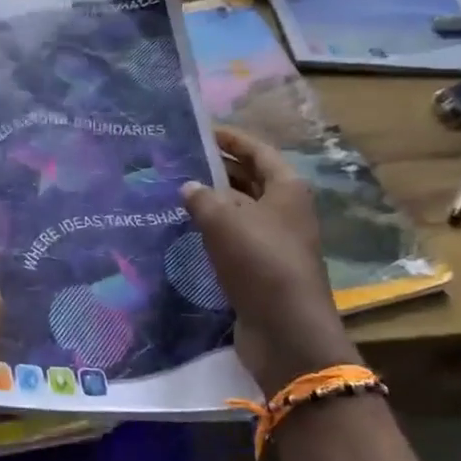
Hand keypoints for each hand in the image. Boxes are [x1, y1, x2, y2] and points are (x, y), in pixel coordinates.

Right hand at [181, 126, 357, 390]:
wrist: (286, 330)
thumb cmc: (260, 262)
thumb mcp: (224, 221)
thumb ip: (201, 198)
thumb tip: (188, 187)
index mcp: (287, 189)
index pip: (258, 151)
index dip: (231, 139)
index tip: (201, 131)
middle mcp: (285, 211)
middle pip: (249, 179)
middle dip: (217, 169)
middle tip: (179, 161)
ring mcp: (275, 241)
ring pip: (239, 211)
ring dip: (211, 202)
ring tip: (174, 193)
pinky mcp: (262, 268)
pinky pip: (234, 239)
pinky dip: (212, 231)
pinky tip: (185, 231)